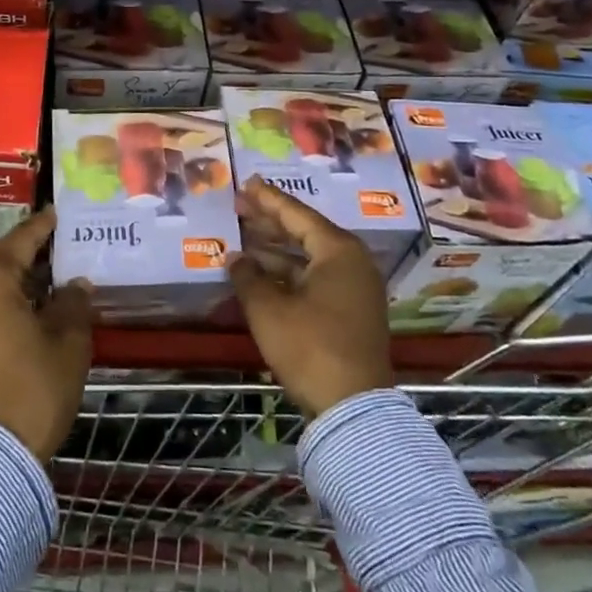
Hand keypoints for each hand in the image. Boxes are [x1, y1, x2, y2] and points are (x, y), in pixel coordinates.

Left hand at [0, 207, 91, 460]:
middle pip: (1, 260)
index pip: (21, 240)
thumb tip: (75, 284)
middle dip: (31, 253)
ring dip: (19, 280)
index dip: (43, 226)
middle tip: (62, 245)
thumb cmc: (35, 385)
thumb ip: (73, 302)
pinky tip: (34, 308)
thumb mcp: (68, 340)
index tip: (60, 213)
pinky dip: (7, 301)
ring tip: (53, 276)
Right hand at [227, 176, 393, 419]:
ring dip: (276, 251)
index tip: (246, 184)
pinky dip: (289, 274)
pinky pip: (316, 279)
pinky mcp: (352, 313)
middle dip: (270, 222)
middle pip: (305, 233)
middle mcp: (353, 263)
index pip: (296, 214)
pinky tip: (262, 276)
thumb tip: (235, 258)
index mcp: (338, 251)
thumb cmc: (310, 346)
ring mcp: (356, 289)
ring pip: (309, 258)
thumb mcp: (268, 309)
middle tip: (240, 208)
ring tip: (243, 241)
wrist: (353, 407)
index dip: (268, 199)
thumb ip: (248, 276)